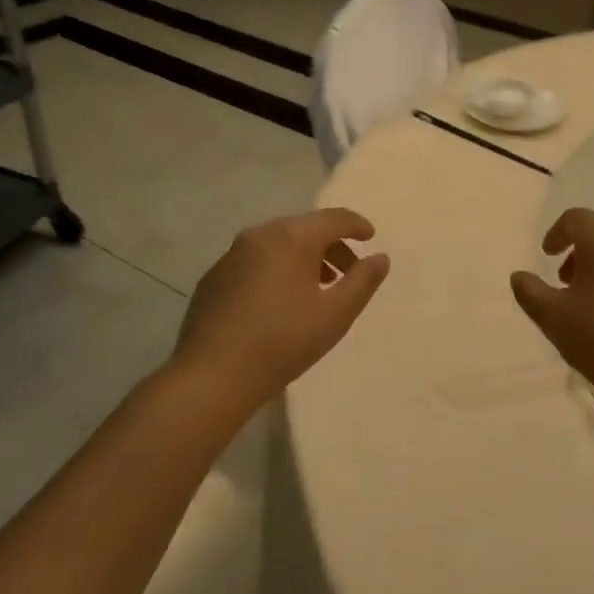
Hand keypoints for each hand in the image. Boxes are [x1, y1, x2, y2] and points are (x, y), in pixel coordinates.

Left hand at [173, 208, 390, 405]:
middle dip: (331, 245)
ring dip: (304, 258)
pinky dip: (276, 269)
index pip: (334, 218)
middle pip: (305, 228)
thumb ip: (363, 281)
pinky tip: (279, 302)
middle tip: (348, 271)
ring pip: (278, 244)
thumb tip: (380, 257)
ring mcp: (232, 254)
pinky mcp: (214, 276)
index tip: (371, 237)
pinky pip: (255, 261)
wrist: (213, 375)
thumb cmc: (284, 342)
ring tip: (317, 288)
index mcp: (292, 237)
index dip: (357, 225)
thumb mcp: (335, 314)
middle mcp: (260, 234)